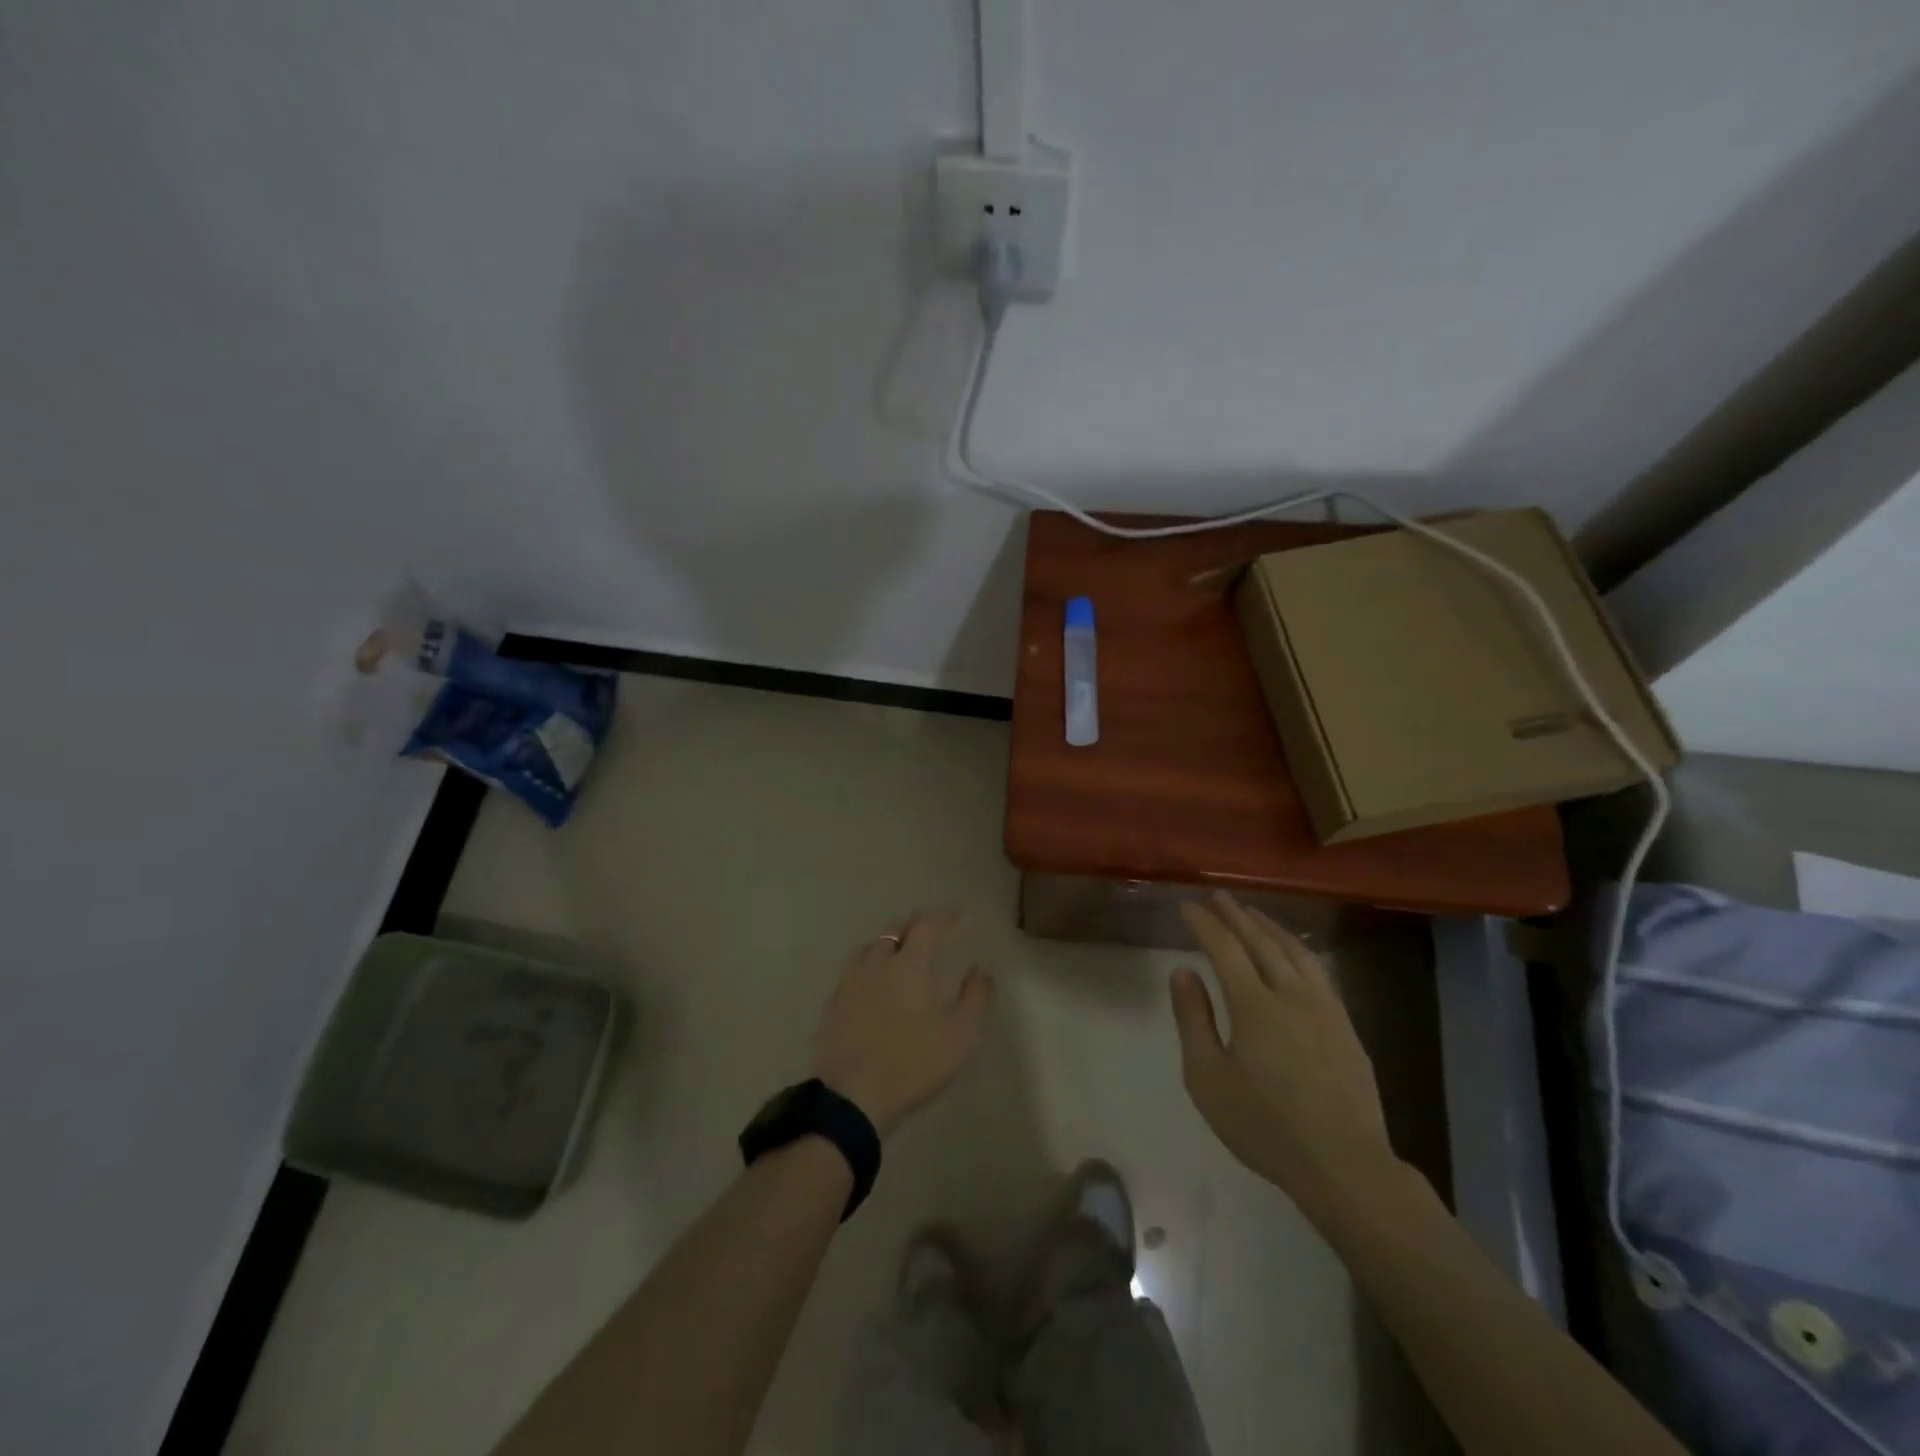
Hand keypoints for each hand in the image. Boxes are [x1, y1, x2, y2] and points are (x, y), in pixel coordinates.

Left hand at [813, 911, 992, 1139]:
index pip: (927, 925)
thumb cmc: (914, 1063)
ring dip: (888, 942)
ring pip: (870, 947)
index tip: (958, 916)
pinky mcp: (833, 1004)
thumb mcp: (961, 1035)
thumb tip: (981, 970)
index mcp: (911, 964)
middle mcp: (878, 962)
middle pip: (895, 929)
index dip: (943, 917)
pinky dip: (868, 967)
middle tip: (930, 929)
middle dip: (915, 924)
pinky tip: (872, 983)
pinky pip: (853, 972)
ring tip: (900, 951)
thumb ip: (976, 997)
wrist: (852, 1097)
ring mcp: (850, 982)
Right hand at [1171, 894, 1399, 1212]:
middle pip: (1261, 941)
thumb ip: (1193, 1019)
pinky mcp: (1346, 1025)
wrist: (1343, 1165)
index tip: (1187, 906)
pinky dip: (1298, 949)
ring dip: (1270, 926)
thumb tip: (1183, 971)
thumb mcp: (1208, 1078)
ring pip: (1295, 951)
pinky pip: (1318, 970)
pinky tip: (1294, 953)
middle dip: (1236, 915)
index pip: (1224, 947)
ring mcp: (1324, 1008)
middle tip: (1218, 897)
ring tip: (1253, 914)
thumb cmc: (1264, 1126)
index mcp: (1254, 1005)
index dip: (1204, 923)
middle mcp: (1291, 994)